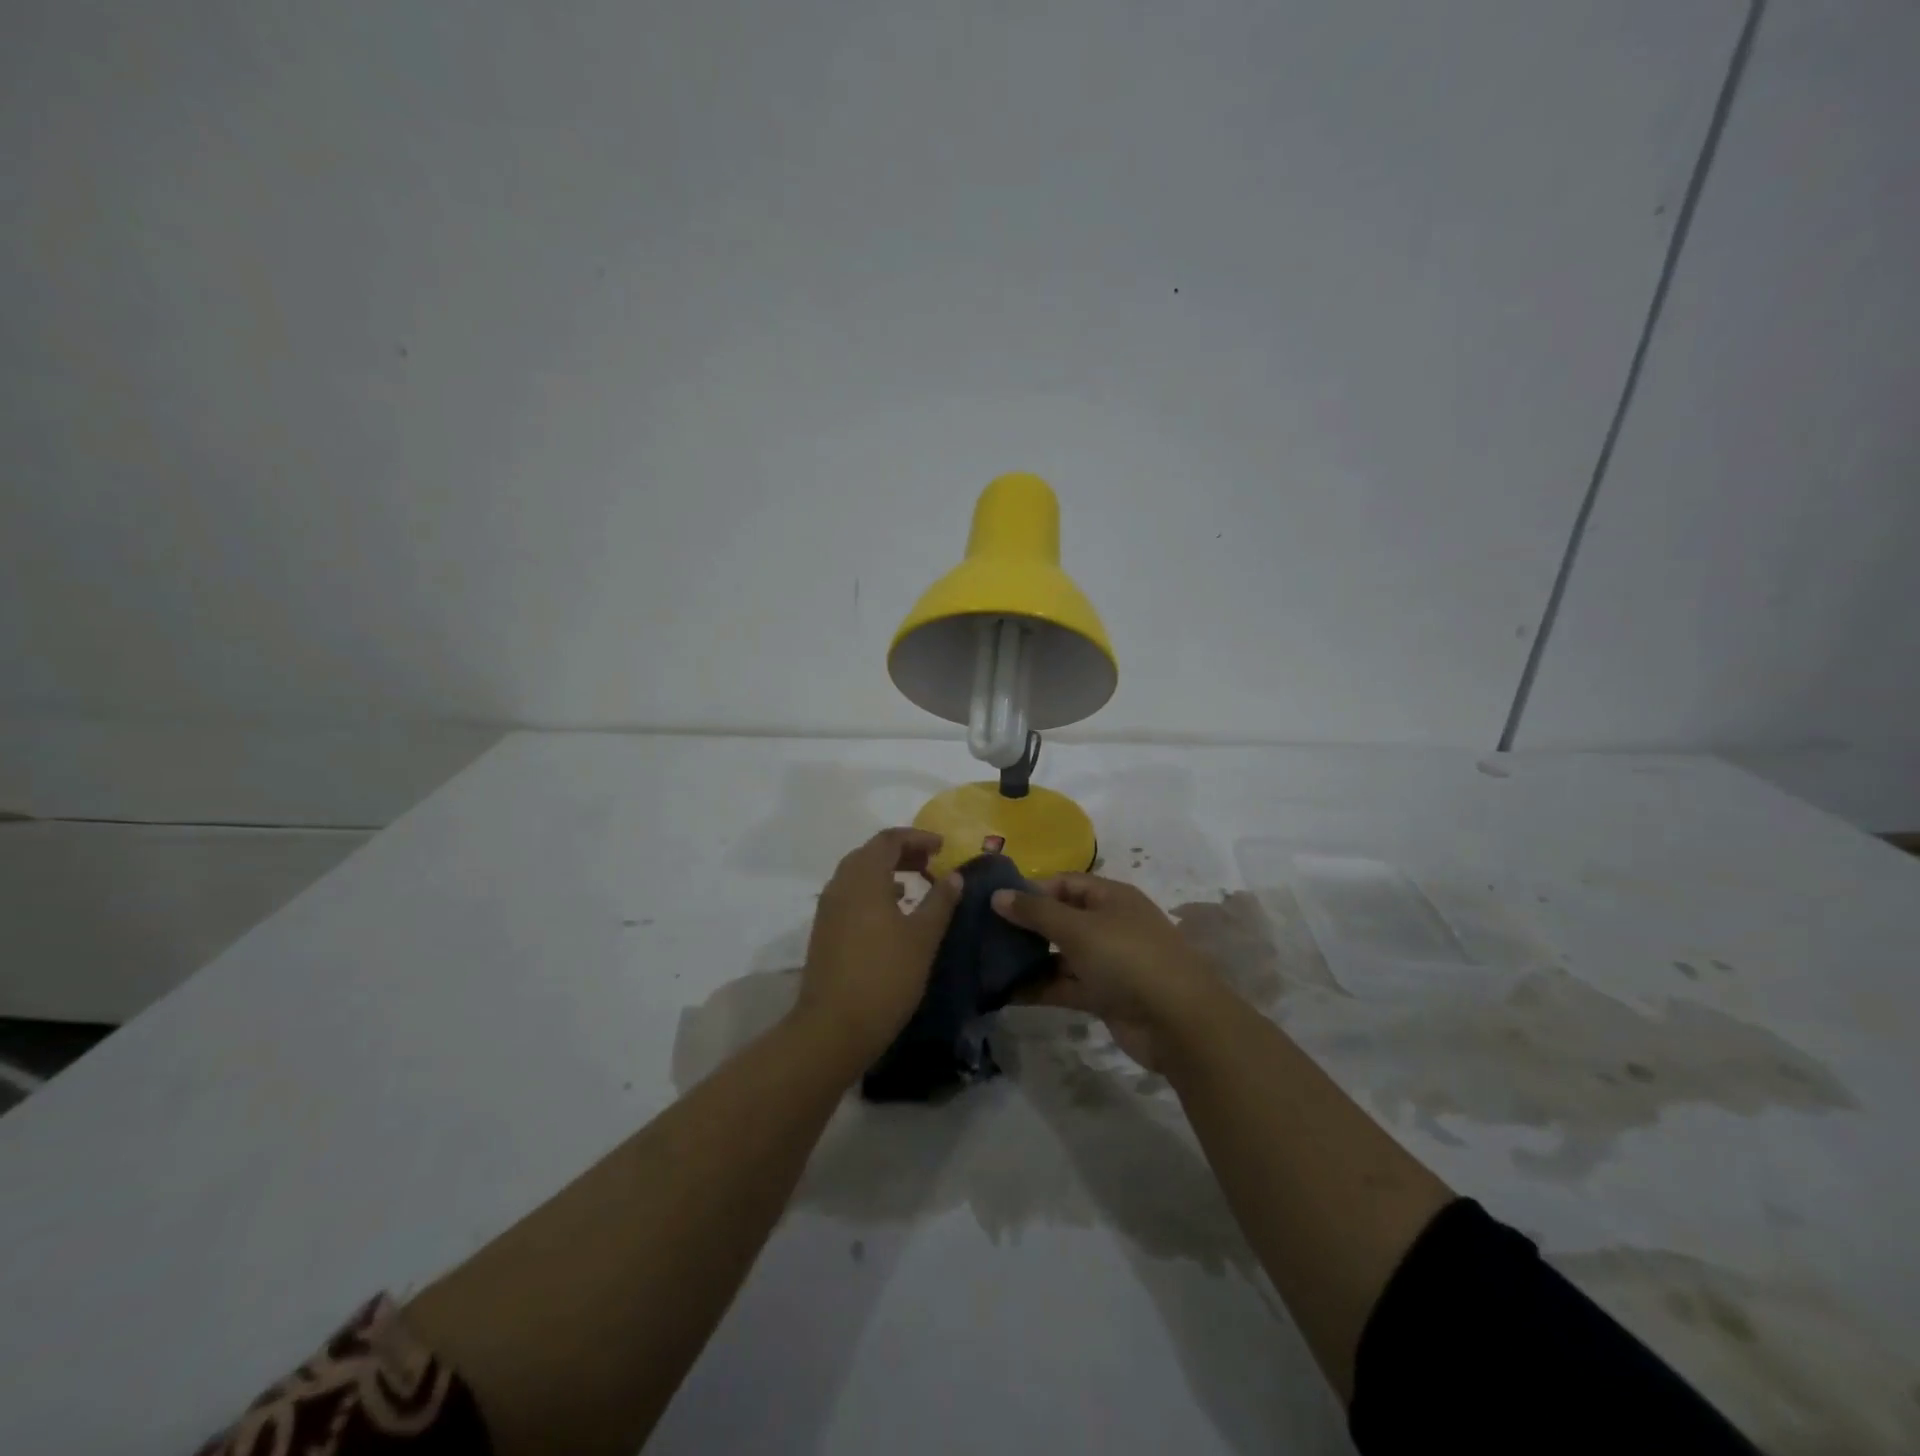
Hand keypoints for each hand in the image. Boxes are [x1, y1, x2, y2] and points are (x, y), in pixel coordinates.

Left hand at [794, 828, 962, 1072]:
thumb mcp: (922, 938)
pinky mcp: (824, 930)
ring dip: (887, 871)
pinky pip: (851, 895)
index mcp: (864, 878)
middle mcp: (841, 884)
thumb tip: (955, 876)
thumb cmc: (885, 977)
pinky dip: (874, 891)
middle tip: (931, 862)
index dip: (917, 837)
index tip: (943, 847)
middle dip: (902, 852)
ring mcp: (828, 908)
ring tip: (916, 885)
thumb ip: (940, 901)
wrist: (833, 1028)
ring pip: (858, 874)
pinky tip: (893, 913)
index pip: (889, 840)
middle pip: (870, 852)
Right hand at [991, 873, 1227, 1071]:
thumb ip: (1036, 912)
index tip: (995, 902)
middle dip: (1026, 925)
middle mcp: (1109, 924)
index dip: (1031, 889)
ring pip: (1060, 954)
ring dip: (1028, 959)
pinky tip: (1004, 993)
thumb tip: (997, 894)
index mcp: (1111, 897)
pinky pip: (1064, 985)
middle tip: (983, 932)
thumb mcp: (1078, 928)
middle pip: (1061, 918)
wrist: (1179, 1022)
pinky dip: (1039, 988)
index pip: (1064, 882)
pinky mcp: (1103, 995)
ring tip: (986, 963)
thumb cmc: (1128, 959)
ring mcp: (1107, 961)